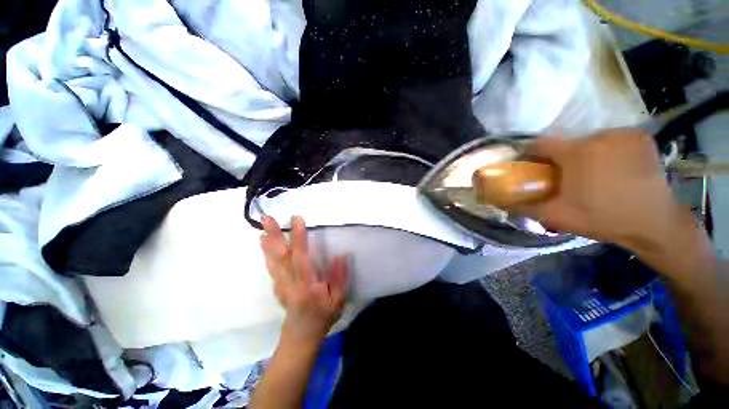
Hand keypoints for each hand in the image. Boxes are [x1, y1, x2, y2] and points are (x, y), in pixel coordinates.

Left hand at [260, 216, 348, 346]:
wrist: (301, 337)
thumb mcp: (338, 300)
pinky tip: (264, 245)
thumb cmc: (323, 317)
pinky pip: (271, 269)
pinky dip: (267, 255)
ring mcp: (281, 285)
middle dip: (275, 236)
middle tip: (267, 219)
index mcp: (307, 285)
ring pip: (273, 262)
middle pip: (281, 257)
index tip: (297, 219)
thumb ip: (339, 277)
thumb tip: (341, 255)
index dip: (298, 238)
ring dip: (267, 244)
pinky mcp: (277, 287)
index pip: (301, 257)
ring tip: (262, 228)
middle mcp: (291, 283)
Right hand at [518, 128, 686, 252]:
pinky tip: (612, 167)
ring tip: (591, 174)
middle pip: (567, 143)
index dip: (531, 153)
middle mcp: (599, 136)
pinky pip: (613, 139)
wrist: (653, 224)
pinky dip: (607, 150)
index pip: (540, 143)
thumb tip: (501, 203)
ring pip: (590, 140)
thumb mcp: (556, 217)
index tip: (530, 164)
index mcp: (576, 153)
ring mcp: (623, 135)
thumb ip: (525, 207)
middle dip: (560, 158)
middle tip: (564, 176)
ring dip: (584, 154)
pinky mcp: (641, 138)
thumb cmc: (602, 218)